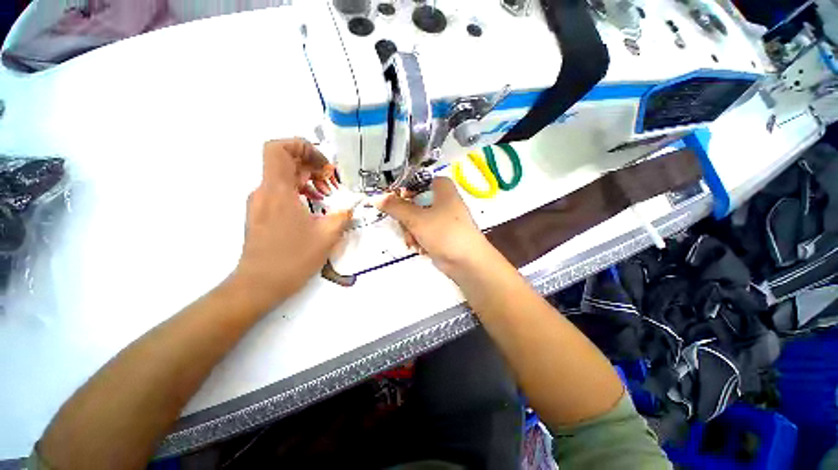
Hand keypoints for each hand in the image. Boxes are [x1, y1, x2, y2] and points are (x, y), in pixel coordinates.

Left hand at [233, 139, 350, 309]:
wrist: (260, 284)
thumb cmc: (293, 258)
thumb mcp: (327, 236)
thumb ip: (343, 214)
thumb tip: (353, 204)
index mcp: (278, 191)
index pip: (278, 149)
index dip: (301, 146)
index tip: (323, 163)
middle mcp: (264, 191)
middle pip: (283, 161)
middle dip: (311, 165)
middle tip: (331, 180)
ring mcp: (260, 202)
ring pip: (282, 177)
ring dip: (306, 179)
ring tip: (326, 193)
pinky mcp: (261, 213)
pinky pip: (279, 191)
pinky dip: (298, 190)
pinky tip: (313, 205)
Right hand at [376, 177, 493, 276]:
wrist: (467, 262)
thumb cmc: (444, 233)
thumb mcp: (416, 218)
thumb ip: (395, 206)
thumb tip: (375, 197)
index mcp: (441, 187)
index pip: (414, 181)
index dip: (400, 191)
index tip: (390, 203)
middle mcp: (442, 199)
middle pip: (412, 202)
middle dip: (406, 219)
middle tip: (406, 228)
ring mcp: (441, 217)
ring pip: (415, 218)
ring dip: (410, 231)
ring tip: (415, 242)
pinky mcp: (440, 232)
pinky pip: (422, 230)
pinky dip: (419, 239)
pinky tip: (421, 248)